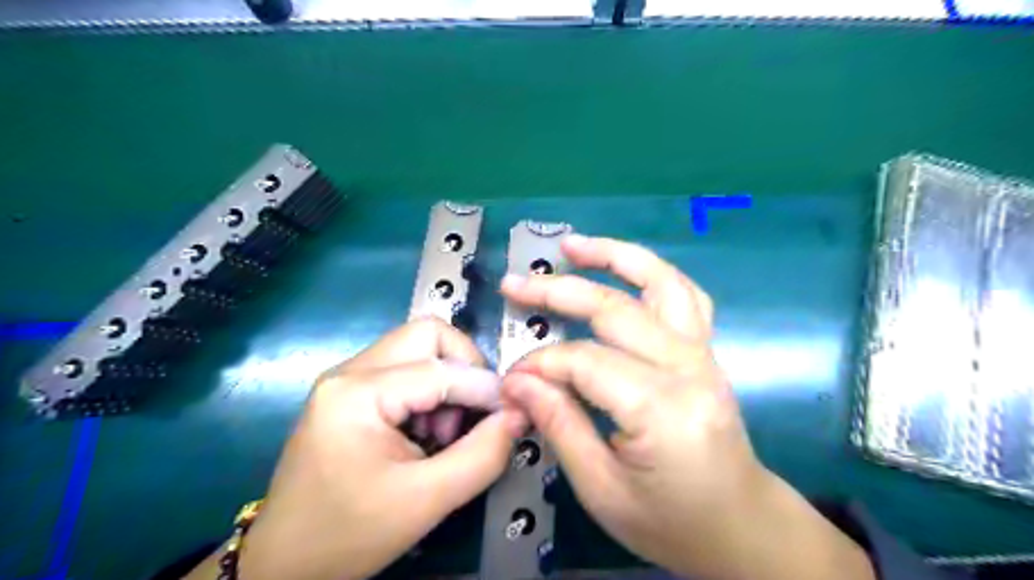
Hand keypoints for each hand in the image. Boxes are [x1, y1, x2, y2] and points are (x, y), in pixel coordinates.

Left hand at [235, 320, 525, 576]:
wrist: (284, 563)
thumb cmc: (349, 534)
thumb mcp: (426, 501)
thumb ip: (483, 455)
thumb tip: (519, 414)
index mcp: (356, 393)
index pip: (440, 369)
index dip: (485, 387)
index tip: (514, 412)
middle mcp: (348, 371)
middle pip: (427, 335)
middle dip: (464, 367)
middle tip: (472, 413)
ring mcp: (347, 378)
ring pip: (419, 348)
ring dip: (447, 381)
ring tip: (443, 432)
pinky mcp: (351, 391)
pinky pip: (405, 368)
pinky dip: (430, 390)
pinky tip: (425, 432)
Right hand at [501, 234, 871, 579]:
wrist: (740, 527)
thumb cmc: (671, 523)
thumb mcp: (601, 489)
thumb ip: (559, 425)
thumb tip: (518, 382)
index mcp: (662, 410)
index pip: (585, 362)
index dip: (541, 365)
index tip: (510, 379)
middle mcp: (689, 369)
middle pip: (616, 310)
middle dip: (558, 292)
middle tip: (513, 285)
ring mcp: (705, 354)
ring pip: (660, 282)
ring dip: (614, 256)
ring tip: (572, 245)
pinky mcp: (707, 351)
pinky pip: (683, 296)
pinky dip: (650, 273)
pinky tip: (624, 267)